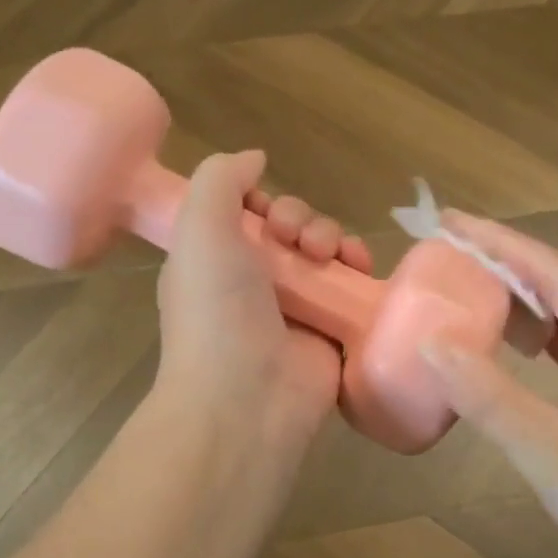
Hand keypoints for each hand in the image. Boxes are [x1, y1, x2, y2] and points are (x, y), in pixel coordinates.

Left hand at [156, 151, 369, 450]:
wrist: (247, 399)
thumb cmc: (216, 311)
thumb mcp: (198, 229)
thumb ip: (220, 179)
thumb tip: (255, 158)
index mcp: (216, 261)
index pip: (247, 214)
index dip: (264, 202)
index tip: (267, 213)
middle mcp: (254, 282)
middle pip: (292, 229)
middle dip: (302, 220)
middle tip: (298, 241)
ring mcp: (296, 308)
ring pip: (326, 252)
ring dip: (333, 237)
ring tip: (327, 255)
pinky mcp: (332, 330)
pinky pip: (352, 286)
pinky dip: (359, 268)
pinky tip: (359, 266)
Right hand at [420, 214, 557, 557]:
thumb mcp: (550, 454)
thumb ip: (487, 394)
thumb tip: (429, 339)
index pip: (553, 271)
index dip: (497, 242)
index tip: (446, 221)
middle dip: (501, 266)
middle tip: (442, 255)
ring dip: (516, 303)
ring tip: (460, 289)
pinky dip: (532, 341)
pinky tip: (502, 344)